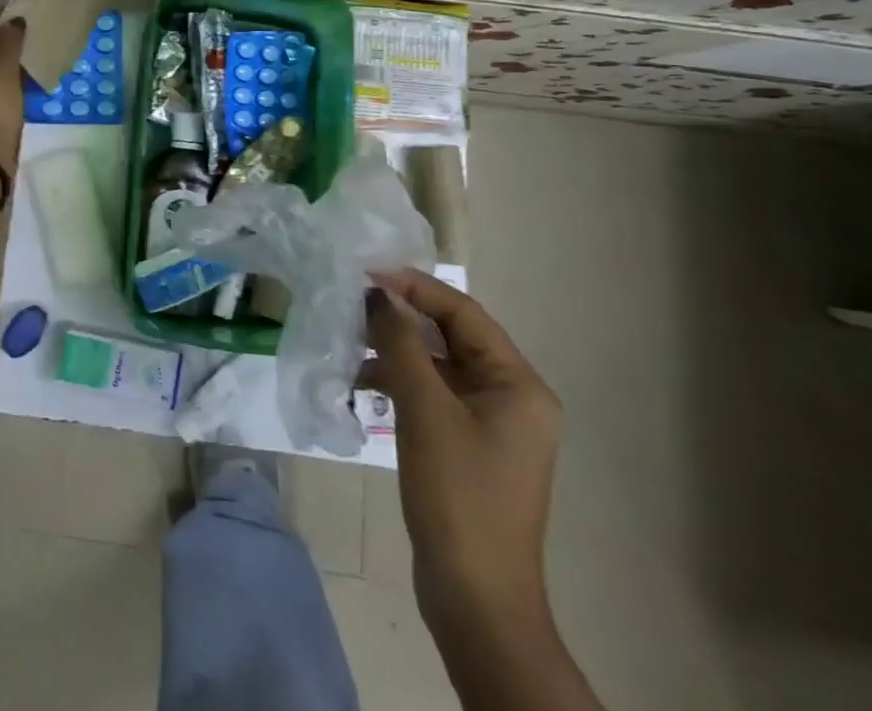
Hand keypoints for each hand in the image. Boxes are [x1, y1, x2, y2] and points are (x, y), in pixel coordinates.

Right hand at [365, 269, 561, 636]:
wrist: (475, 599)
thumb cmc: (458, 494)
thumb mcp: (424, 409)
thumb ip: (400, 343)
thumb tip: (377, 294)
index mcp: (519, 384)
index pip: (463, 313)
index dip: (414, 287)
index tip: (367, 272)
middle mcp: (513, 398)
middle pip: (453, 337)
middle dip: (402, 318)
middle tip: (354, 302)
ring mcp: (492, 425)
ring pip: (439, 366)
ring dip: (397, 351)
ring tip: (351, 341)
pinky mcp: (469, 447)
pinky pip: (434, 396)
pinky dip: (401, 383)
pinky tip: (363, 383)